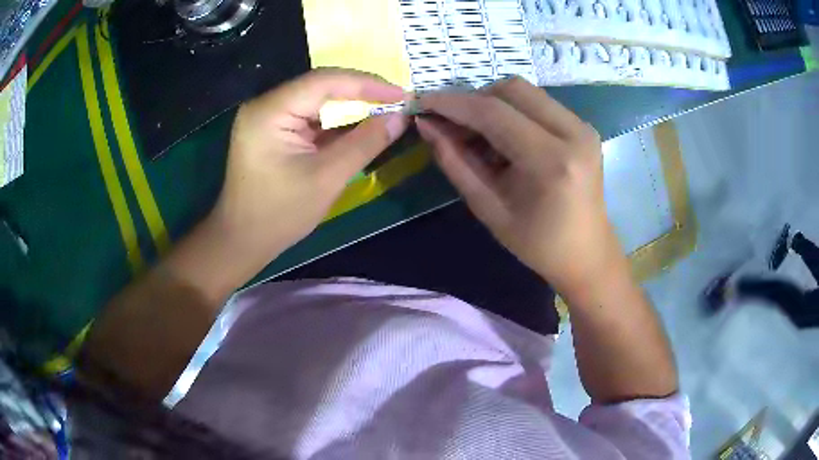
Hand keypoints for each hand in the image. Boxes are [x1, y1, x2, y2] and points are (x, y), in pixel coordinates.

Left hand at [209, 69, 409, 268]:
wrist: (242, 241)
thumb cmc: (279, 215)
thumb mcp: (327, 178)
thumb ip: (365, 143)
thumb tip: (400, 117)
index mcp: (269, 111)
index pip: (324, 81)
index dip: (367, 84)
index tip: (402, 94)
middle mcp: (265, 105)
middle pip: (320, 87)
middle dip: (361, 93)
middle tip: (398, 102)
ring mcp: (267, 116)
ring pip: (317, 100)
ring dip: (351, 107)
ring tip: (386, 111)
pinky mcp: (272, 129)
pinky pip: (310, 116)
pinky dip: (336, 121)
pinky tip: (361, 125)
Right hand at [416, 77, 619, 295]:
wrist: (587, 253)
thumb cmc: (537, 243)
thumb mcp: (488, 209)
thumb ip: (455, 162)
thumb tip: (427, 125)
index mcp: (551, 161)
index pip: (493, 113)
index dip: (453, 104)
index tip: (423, 103)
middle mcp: (573, 133)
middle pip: (512, 88)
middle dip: (474, 100)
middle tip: (454, 126)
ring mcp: (583, 127)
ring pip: (525, 92)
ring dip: (493, 105)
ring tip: (478, 137)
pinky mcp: (584, 127)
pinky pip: (539, 103)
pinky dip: (513, 113)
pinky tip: (504, 141)